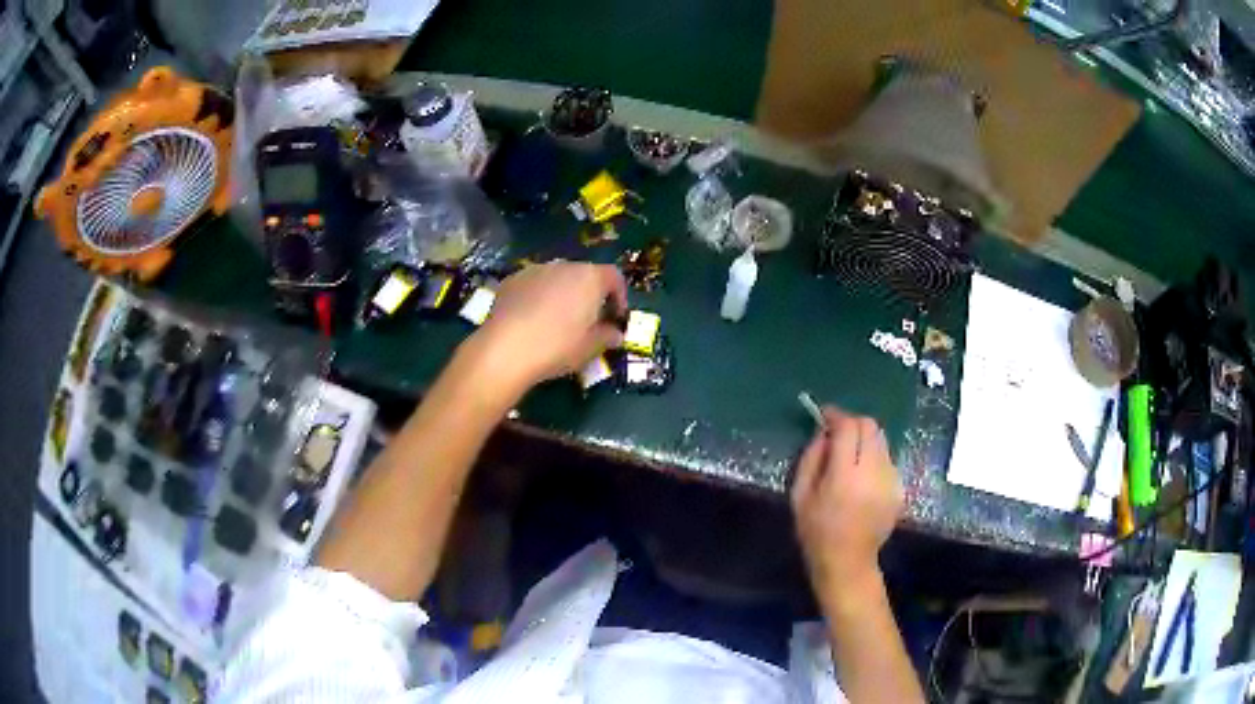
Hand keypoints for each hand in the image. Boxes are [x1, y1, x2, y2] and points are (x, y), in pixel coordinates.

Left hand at [470, 261, 627, 390]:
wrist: (505, 349)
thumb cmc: (557, 346)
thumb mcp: (589, 347)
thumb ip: (606, 336)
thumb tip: (615, 334)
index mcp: (590, 278)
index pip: (614, 277)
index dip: (619, 296)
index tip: (616, 317)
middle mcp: (564, 266)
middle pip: (584, 275)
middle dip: (589, 295)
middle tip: (589, 321)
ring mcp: (535, 270)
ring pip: (557, 279)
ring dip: (562, 294)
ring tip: (558, 321)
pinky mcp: (511, 280)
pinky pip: (533, 285)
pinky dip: (538, 297)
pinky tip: (532, 321)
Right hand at [792, 408, 903, 598]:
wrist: (848, 562)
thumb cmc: (817, 532)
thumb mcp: (801, 495)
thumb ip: (811, 458)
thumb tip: (824, 431)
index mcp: (846, 476)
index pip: (848, 428)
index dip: (836, 415)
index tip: (824, 415)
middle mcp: (874, 472)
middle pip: (871, 426)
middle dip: (853, 423)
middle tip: (837, 433)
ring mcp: (891, 480)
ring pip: (882, 440)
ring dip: (864, 439)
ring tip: (849, 456)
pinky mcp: (900, 488)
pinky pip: (887, 459)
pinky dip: (873, 457)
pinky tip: (861, 477)